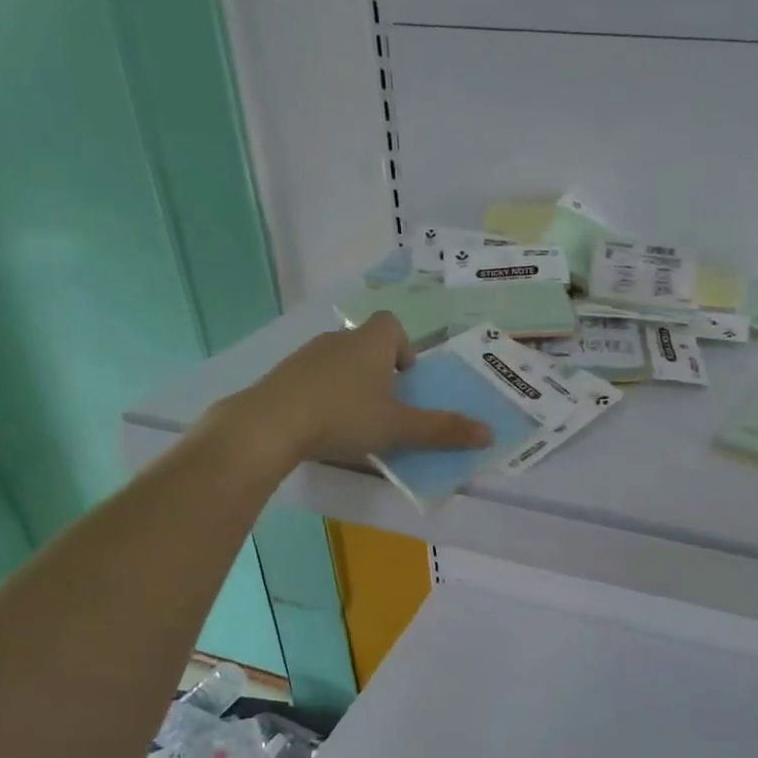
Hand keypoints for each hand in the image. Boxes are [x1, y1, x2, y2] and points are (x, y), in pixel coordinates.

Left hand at [220, 313, 492, 466]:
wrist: (268, 425)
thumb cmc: (343, 417)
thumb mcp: (398, 428)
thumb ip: (442, 430)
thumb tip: (489, 433)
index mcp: (370, 343)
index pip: (391, 324)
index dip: (403, 347)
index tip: (405, 380)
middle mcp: (338, 340)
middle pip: (366, 344)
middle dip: (379, 371)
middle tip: (385, 406)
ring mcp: (305, 356)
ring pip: (338, 362)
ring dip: (351, 384)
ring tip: (354, 420)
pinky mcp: (281, 376)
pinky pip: (312, 379)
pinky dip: (323, 395)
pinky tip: (321, 426)